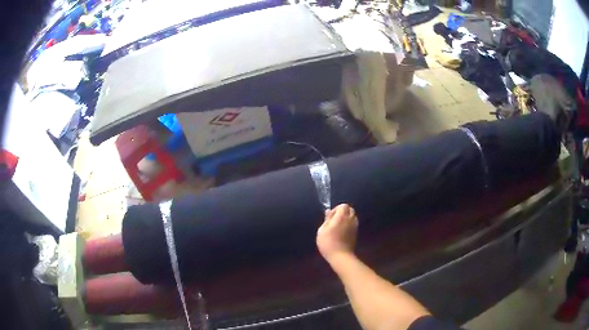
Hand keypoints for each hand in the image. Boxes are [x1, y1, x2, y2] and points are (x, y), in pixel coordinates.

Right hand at [317, 204, 358, 262]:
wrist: (340, 256)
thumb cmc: (328, 243)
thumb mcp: (322, 230)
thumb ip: (327, 219)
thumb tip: (329, 212)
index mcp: (342, 217)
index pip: (343, 206)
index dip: (336, 209)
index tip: (330, 217)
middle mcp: (350, 219)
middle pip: (350, 209)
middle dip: (343, 212)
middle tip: (334, 220)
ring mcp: (355, 227)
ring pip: (352, 217)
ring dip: (346, 218)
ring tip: (338, 227)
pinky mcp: (356, 233)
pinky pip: (353, 224)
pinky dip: (348, 224)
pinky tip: (341, 232)